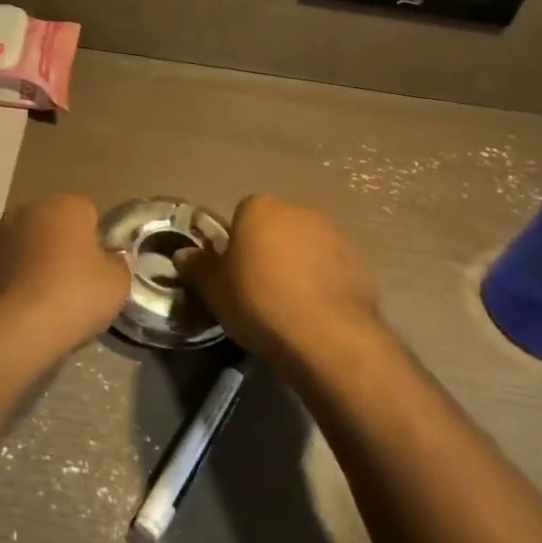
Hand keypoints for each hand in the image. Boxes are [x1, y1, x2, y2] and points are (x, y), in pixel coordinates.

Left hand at [0, 194, 130, 362]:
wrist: (12, 327)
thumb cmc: (73, 294)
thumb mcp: (116, 283)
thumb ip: (119, 264)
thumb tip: (113, 258)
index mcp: (65, 204)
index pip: (88, 212)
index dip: (96, 240)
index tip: (98, 268)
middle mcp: (30, 209)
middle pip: (55, 225)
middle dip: (64, 246)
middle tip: (76, 283)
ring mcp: (0, 234)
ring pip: (29, 244)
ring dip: (38, 262)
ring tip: (48, 299)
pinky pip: (10, 266)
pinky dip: (17, 279)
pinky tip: (26, 306)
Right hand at [177, 195, 382, 361]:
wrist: (327, 335)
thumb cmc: (259, 301)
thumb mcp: (214, 289)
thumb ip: (197, 266)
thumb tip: (182, 254)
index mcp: (260, 208)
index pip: (241, 214)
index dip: (235, 243)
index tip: (232, 273)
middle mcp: (299, 211)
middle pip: (275, 227)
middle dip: (267, 250)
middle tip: (256, 288)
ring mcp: (334, 235)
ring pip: (305, 246)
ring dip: (296, 265)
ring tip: (286, 305)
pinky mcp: (359, 263)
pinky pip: (329, 268)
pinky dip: (320, 283)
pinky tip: (312, 313)